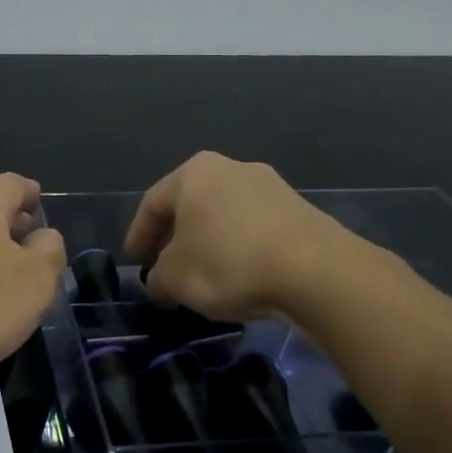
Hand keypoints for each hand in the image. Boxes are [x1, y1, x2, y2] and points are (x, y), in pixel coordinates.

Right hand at [125, 151, 362, 321]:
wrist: (316, 271)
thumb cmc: (228, 262)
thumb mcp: (176, 278)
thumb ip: (158, 279)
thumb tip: (159, 284)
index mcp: (194, 172)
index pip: (153, 203)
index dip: (138, 235)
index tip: (135, 262)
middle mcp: (231, 168)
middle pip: (191, 205)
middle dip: (175, 238)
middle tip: (165, 267)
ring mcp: (271, 186)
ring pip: (224, 216)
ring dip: (209, 243)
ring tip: (204, 276)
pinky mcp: (301, 210)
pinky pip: (255, 229)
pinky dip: (240, 249)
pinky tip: (240, 276)